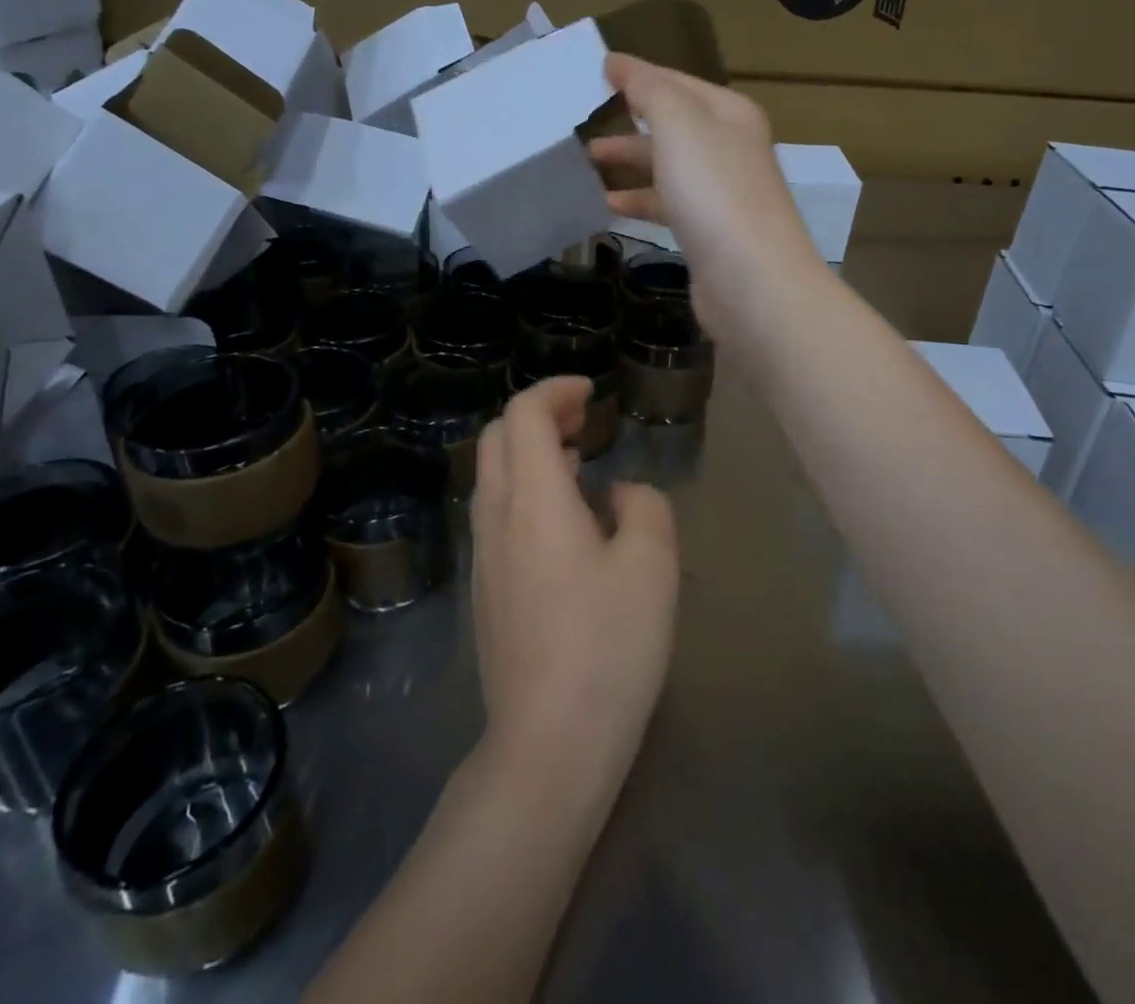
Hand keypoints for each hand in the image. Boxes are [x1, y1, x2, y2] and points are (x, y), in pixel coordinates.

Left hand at [471, 376, 677, 793]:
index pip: (523, 414)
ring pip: (492, 474)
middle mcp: (496, 516)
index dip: (555, 390)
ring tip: (578, 462)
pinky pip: (495, 511)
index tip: (591, 393)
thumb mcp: (652, 566)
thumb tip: (616, 493)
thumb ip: (643, 506)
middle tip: (584, 421)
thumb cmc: (608, 647)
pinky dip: (523, 488)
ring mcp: (482, 554)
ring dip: (529, 452)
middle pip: (496, 436)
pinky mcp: (483, 587)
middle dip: (538, 414)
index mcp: (533, 500)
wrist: (548, 744)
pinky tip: (563, 521)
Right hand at [589, 53, 825, 345]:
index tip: (596, 72)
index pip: (676, 81)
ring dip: (630, 160)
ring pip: (668, 165)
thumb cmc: (714, 192)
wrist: (752, 280)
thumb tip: (618, 62)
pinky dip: (639, 200)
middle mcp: (731, 147)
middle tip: (584, 120)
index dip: (637, 74)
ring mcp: (722, 193)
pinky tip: (610, 205)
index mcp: (729, 113)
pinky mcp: (710, 232)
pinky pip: (668, 204)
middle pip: (673, 123)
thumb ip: (648, 89)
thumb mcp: (679, 124)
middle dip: (630, 119)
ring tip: (587, 161)